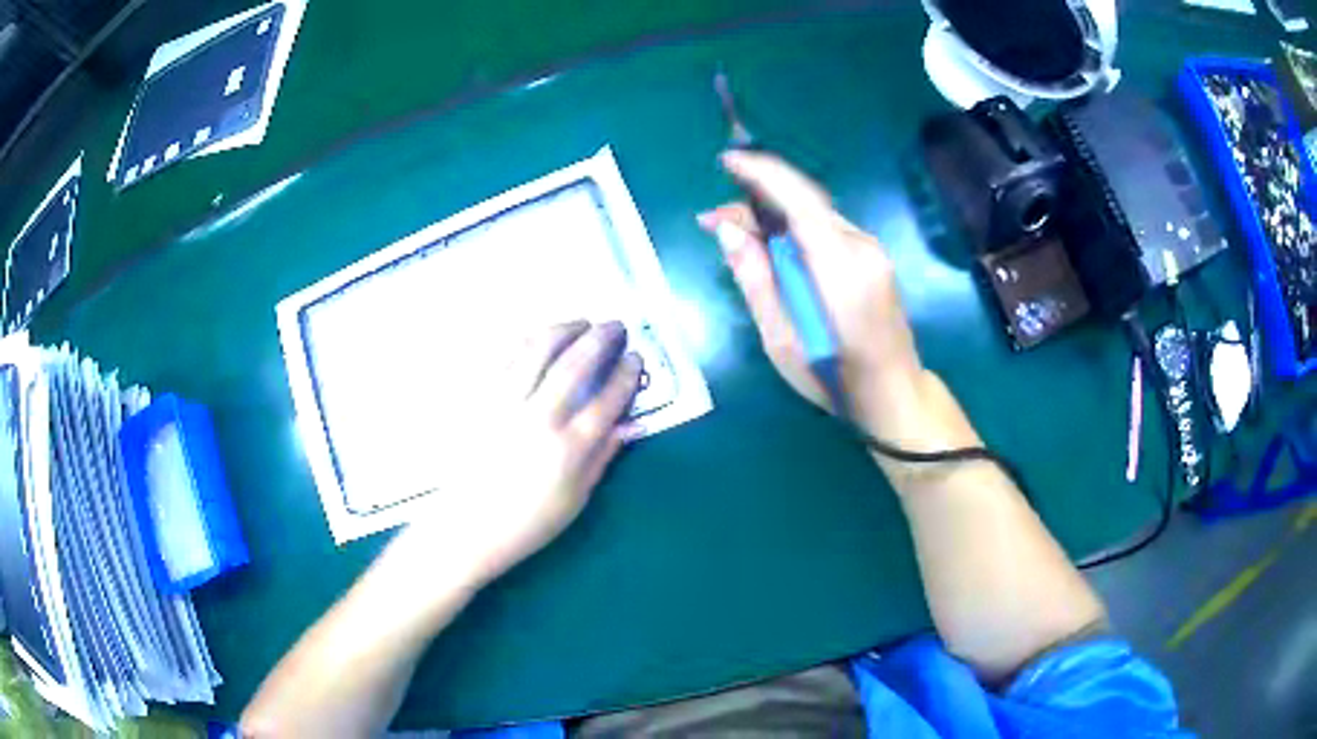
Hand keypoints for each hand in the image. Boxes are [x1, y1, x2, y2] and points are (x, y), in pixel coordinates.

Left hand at [396, 320, 641, 586]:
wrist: (467, 526)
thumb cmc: (527, 521)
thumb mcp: (576, 498)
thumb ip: (603, 456)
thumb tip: (631, 424)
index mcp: (568, 449)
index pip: (607, 399)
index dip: (626, 373)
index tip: (635, 357)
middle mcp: (538, 418)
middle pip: (575, 364)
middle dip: (602, 338)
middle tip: (616, 326)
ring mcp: (504, 403)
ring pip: (538, 349)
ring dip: (565, 328)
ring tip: (582, 322)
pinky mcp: (479, 398)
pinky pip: (506, 355)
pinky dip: (528, 338)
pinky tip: (541, 335)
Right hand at [698, 151, 925, 440]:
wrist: (894, 394)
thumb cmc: (833, 378)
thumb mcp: (780, 338)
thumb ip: (754, 278)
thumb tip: (728, 229)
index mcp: (839, 266)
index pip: (798, 199)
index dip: (761, 173)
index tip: (727, 162)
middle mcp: (861, 245)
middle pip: (804, 204)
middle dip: (757, 202)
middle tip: (714, 223)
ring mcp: (872, 250)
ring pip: (815, 215)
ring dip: (775, 217)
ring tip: (739, 238)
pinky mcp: (874, 258)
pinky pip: (828, 230)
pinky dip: (797, 230)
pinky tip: (776, 250)